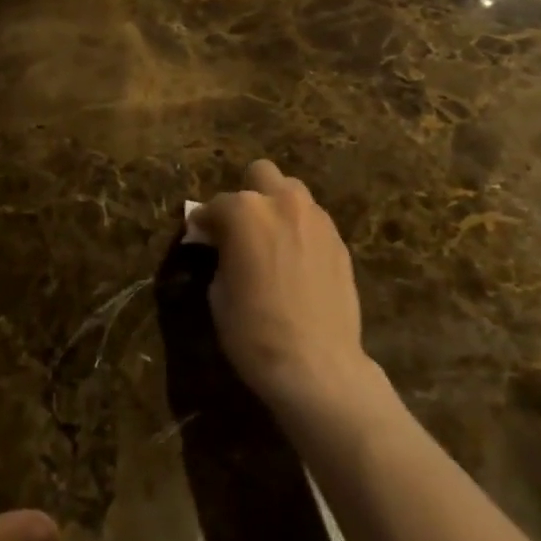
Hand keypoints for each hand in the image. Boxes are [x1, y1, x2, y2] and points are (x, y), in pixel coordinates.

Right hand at [192, 161, 371, 413]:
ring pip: (292, 192)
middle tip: (241, 228)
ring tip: (272, 242)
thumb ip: (221, 255)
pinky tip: (296, 261)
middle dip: (248, 194)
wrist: (317, 366)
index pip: (216, 205)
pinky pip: (313, 221)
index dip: (205, 222)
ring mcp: (316, 219)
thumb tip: (223, 248)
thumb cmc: (254, 331)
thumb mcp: (218, 293)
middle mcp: (282, 202)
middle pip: (261, 174)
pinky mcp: (339, 240)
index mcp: (245, 211)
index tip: (201, 237)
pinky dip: (300, 230)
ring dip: (277, 208)